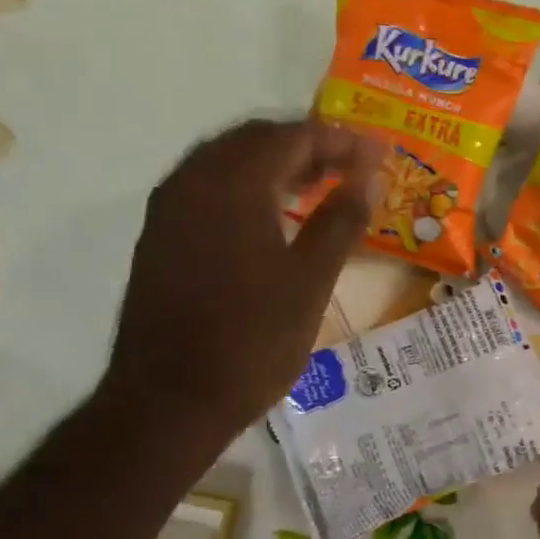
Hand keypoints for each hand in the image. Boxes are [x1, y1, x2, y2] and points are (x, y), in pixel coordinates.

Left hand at [103, 118, 381, 434]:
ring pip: (227, 163)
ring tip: (318, 188)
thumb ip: (342, 220)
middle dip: (308, 146)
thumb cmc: (252, 341)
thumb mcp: (311, 281)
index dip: (342, 140)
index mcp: (232, 184)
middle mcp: (192, 182)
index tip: (379, 153)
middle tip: (352, 168)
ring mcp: (169, 210)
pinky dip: (246, 188)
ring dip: (275, 165)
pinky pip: (207, 190)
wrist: (170, 401)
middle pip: (255, 140)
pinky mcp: (159, 239)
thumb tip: (372, 175)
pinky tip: (271, 218)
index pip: (294, 137)